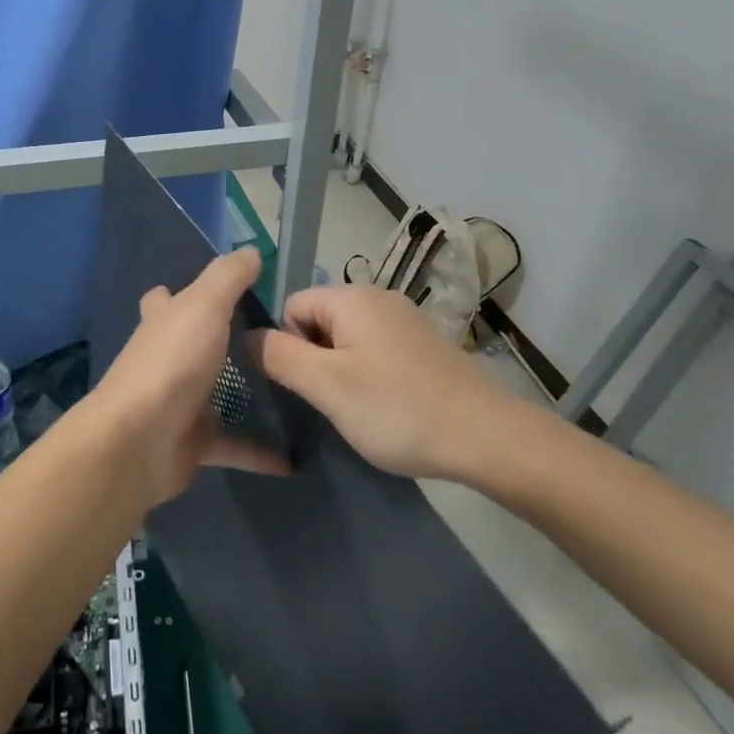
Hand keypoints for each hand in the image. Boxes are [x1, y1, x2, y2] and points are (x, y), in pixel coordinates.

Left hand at [90, 247, 290, 507]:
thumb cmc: (171, 363)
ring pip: (213, 395)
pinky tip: (291, 458)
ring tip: (289, 390)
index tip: (222, 293)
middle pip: (189, 345)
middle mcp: (166, 360)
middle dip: (215, 342)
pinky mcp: (191, 444)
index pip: (165, 299)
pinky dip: (258, 452)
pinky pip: (232, 446)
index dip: (182, 291)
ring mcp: (177, 403)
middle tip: (269, 339)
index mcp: (163, 324)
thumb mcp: (203, 306)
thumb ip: (227, 277)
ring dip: (242, 396)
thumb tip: (250, 250)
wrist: (138, 442)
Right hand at [256, 283, 521, 479]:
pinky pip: (374, 350)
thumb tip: (247, 336)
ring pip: (346, 339)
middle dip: (315, 359)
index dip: (288, 346)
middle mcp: (377, 297)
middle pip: (318, 320)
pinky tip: (385, 405)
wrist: (486, 436)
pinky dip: (369, 374)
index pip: (291, 306)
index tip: (308, 385)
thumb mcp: (326, 386)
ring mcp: (404, 319)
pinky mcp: (422, 344)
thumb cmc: (397, 409)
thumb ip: (279, 356)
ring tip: (358, 407)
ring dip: (341, 370)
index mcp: (351, 297)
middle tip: (332, 400)